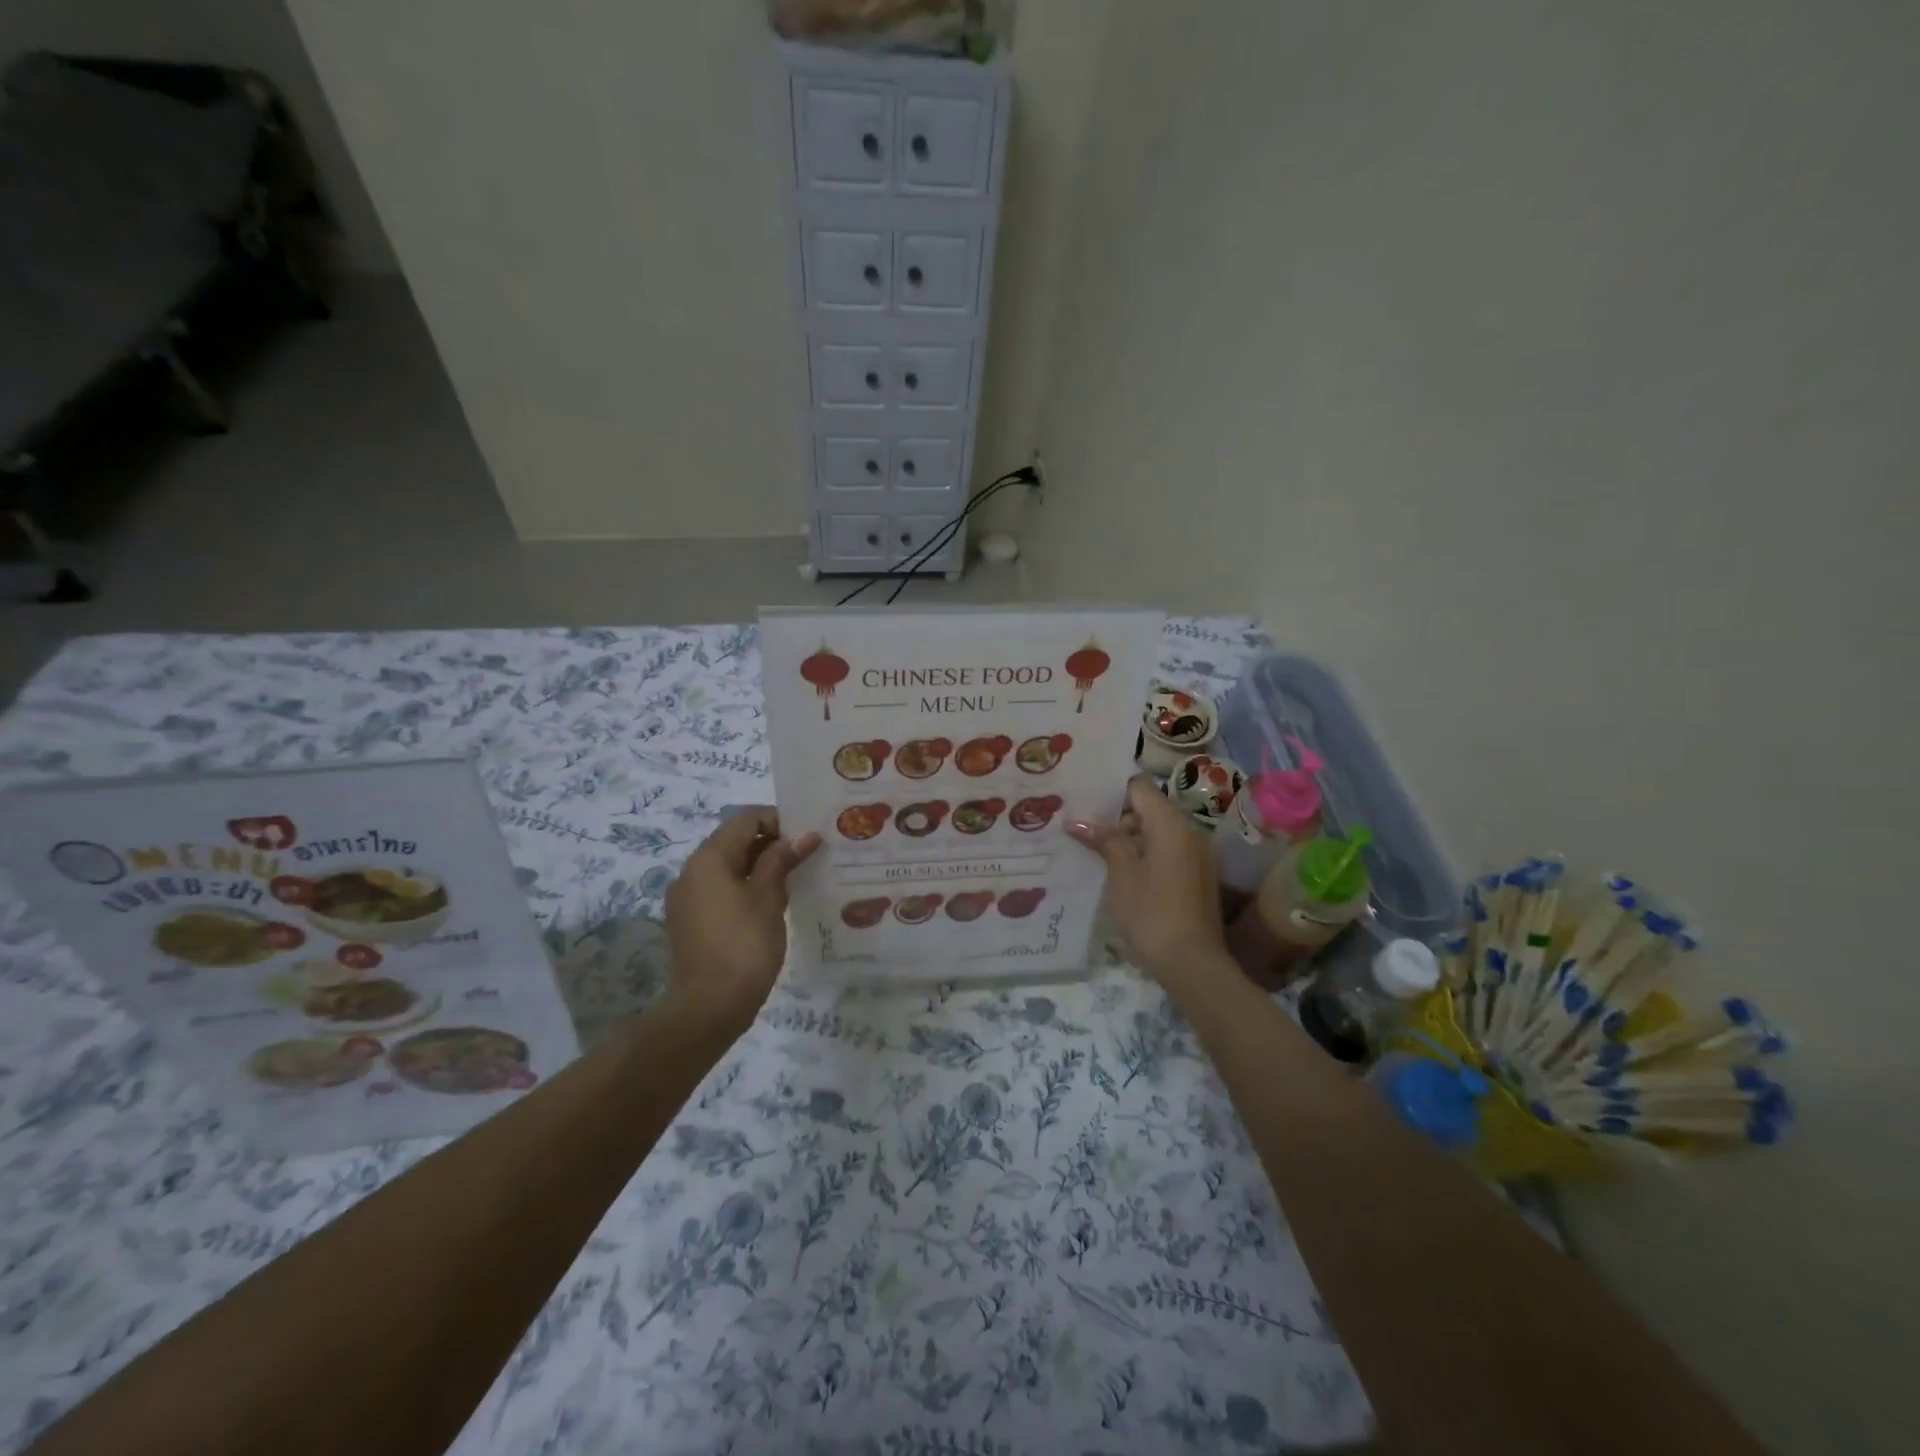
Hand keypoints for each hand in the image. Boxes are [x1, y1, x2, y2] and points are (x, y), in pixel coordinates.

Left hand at [663, 807, 820, 1034]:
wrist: (708, 1008)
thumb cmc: (743, 945)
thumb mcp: (768, 897)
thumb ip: (782, 860)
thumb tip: (804, 836)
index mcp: (708, 859)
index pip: (745, 819)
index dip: (778, 820)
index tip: (807, 836)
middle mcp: (692, 872)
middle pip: (735, 841)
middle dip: (771, 843)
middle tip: (807, 856)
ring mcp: (688, 898)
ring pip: (729, 867)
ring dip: (760, 867)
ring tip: (795, 880)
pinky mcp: (691, 922)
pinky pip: (721, 890)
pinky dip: (746, 888)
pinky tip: (773, 905)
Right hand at [1068, 778, 1232, 999]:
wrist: (1193, 963)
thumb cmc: (1152, 912)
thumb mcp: (1121, 873)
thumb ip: (1104, 840)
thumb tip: (1078, 821)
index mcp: (1170, 823)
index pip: (1139, 787)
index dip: (1112, 791)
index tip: (1084, 801)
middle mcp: (1189, 831)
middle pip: (1148, 808)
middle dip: (1117, 817)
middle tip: (1083, 829)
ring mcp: (1196, 854)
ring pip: (1157, 832)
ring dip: (1130, 839)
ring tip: (1096, 852)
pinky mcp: (1197, 876)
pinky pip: (1167, 852)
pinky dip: (1145, 855)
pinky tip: (1121, 873)